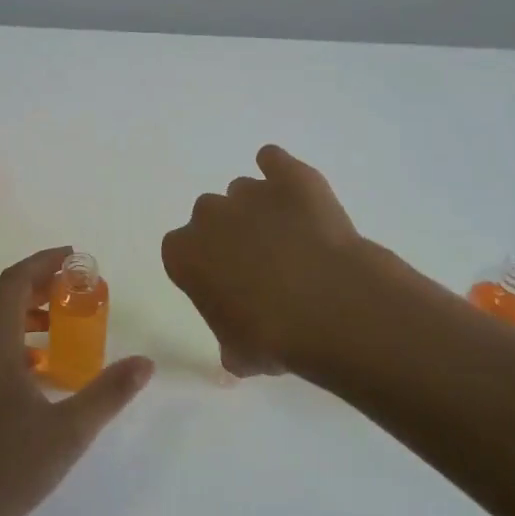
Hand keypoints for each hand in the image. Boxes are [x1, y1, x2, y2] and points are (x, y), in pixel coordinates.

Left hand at [0, 247, 153, 515]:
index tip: (76, 257)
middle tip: (79, 292)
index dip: (45, 262)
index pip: (16, 280)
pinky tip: (38, 375)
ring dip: (28, 318)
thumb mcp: (66, 432)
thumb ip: (107, 393)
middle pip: (3, 299)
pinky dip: (14, 345)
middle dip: (41, 289)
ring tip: (65, 330)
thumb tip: (144, 363)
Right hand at [161, 145, 365, 376]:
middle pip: (210, 216)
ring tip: (291, 239)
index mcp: (184, 254)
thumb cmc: (274, 338)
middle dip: (230, 235)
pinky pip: (275, 160)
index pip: (181, 252)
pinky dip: (281, 172)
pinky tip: (297, 194)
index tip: (226, 286)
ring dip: (259, 210)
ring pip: (245, 192)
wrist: (333, 308)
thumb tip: (239, 349)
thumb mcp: (239, 354)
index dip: (205, 267)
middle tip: (261, 265)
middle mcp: (208, 215)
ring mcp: (250, 191)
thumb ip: (229, 342)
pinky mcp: (291, 176)